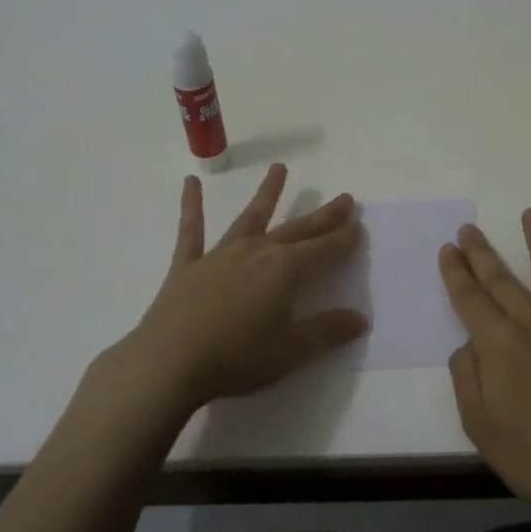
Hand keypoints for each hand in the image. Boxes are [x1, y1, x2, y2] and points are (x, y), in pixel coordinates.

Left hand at [119, 163, 367, 414]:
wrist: (169, 362)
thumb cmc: (236, 358)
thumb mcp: (291, 351)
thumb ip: (327, 332)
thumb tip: (361, 319)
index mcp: (285, 270)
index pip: (324, 250)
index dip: (344, 239)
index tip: (359, 225)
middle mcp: (257, 252)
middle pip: (297, 229)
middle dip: (323, 215)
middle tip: (343, 199)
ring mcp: (221, 254)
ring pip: (250, 217)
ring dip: (267, 193)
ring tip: (280, 169)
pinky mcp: (189, 265)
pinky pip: (192, 229)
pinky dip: (191, 205)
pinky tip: (190, 183)